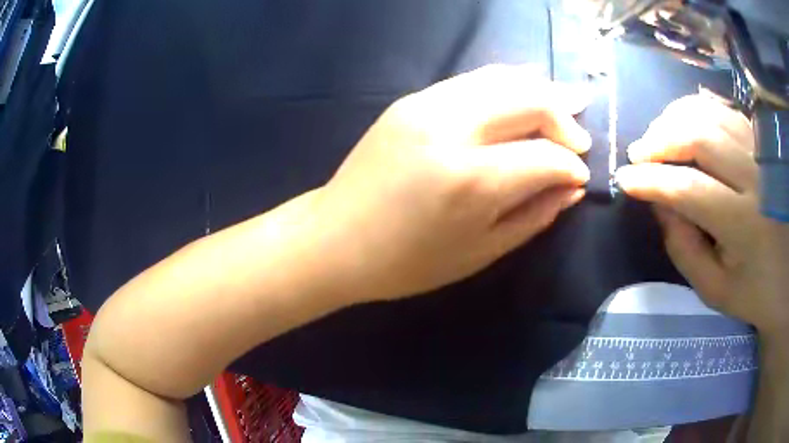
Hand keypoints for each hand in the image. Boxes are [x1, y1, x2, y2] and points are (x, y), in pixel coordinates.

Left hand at [307, 65, 591, 302]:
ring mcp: (426, 105)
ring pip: (503, 78)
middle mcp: (451, 127)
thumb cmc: (407, 263)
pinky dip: (507, 85)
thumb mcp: (481, 252)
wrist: (335, 240)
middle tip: (580, 137)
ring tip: (566, 105)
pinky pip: (474, 80)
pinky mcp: (411, 99)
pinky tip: (524, 95)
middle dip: (564, 117)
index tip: (580, 176)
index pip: (545, 156)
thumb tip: (571, 186)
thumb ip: (534, 215)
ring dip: (541, 90)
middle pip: (530, 99)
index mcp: (471, 179)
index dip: (572, 166)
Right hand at [616, 95, 788, 337]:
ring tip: (657, 138)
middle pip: (699, 137)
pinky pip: (723, 110)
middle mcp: (754, 178)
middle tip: (639, 154)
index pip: (690, 190)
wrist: (788, 271)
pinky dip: (697, 110)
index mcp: (744, 226)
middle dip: (661, 141)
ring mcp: (759, 152)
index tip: (625, 180)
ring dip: (675, 120)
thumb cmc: (755, 290)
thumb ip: (685, 250)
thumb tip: (660, 204)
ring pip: (710, 114)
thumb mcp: (717, 289)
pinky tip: (683, 124)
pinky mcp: (760, 141)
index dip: (653, 182)